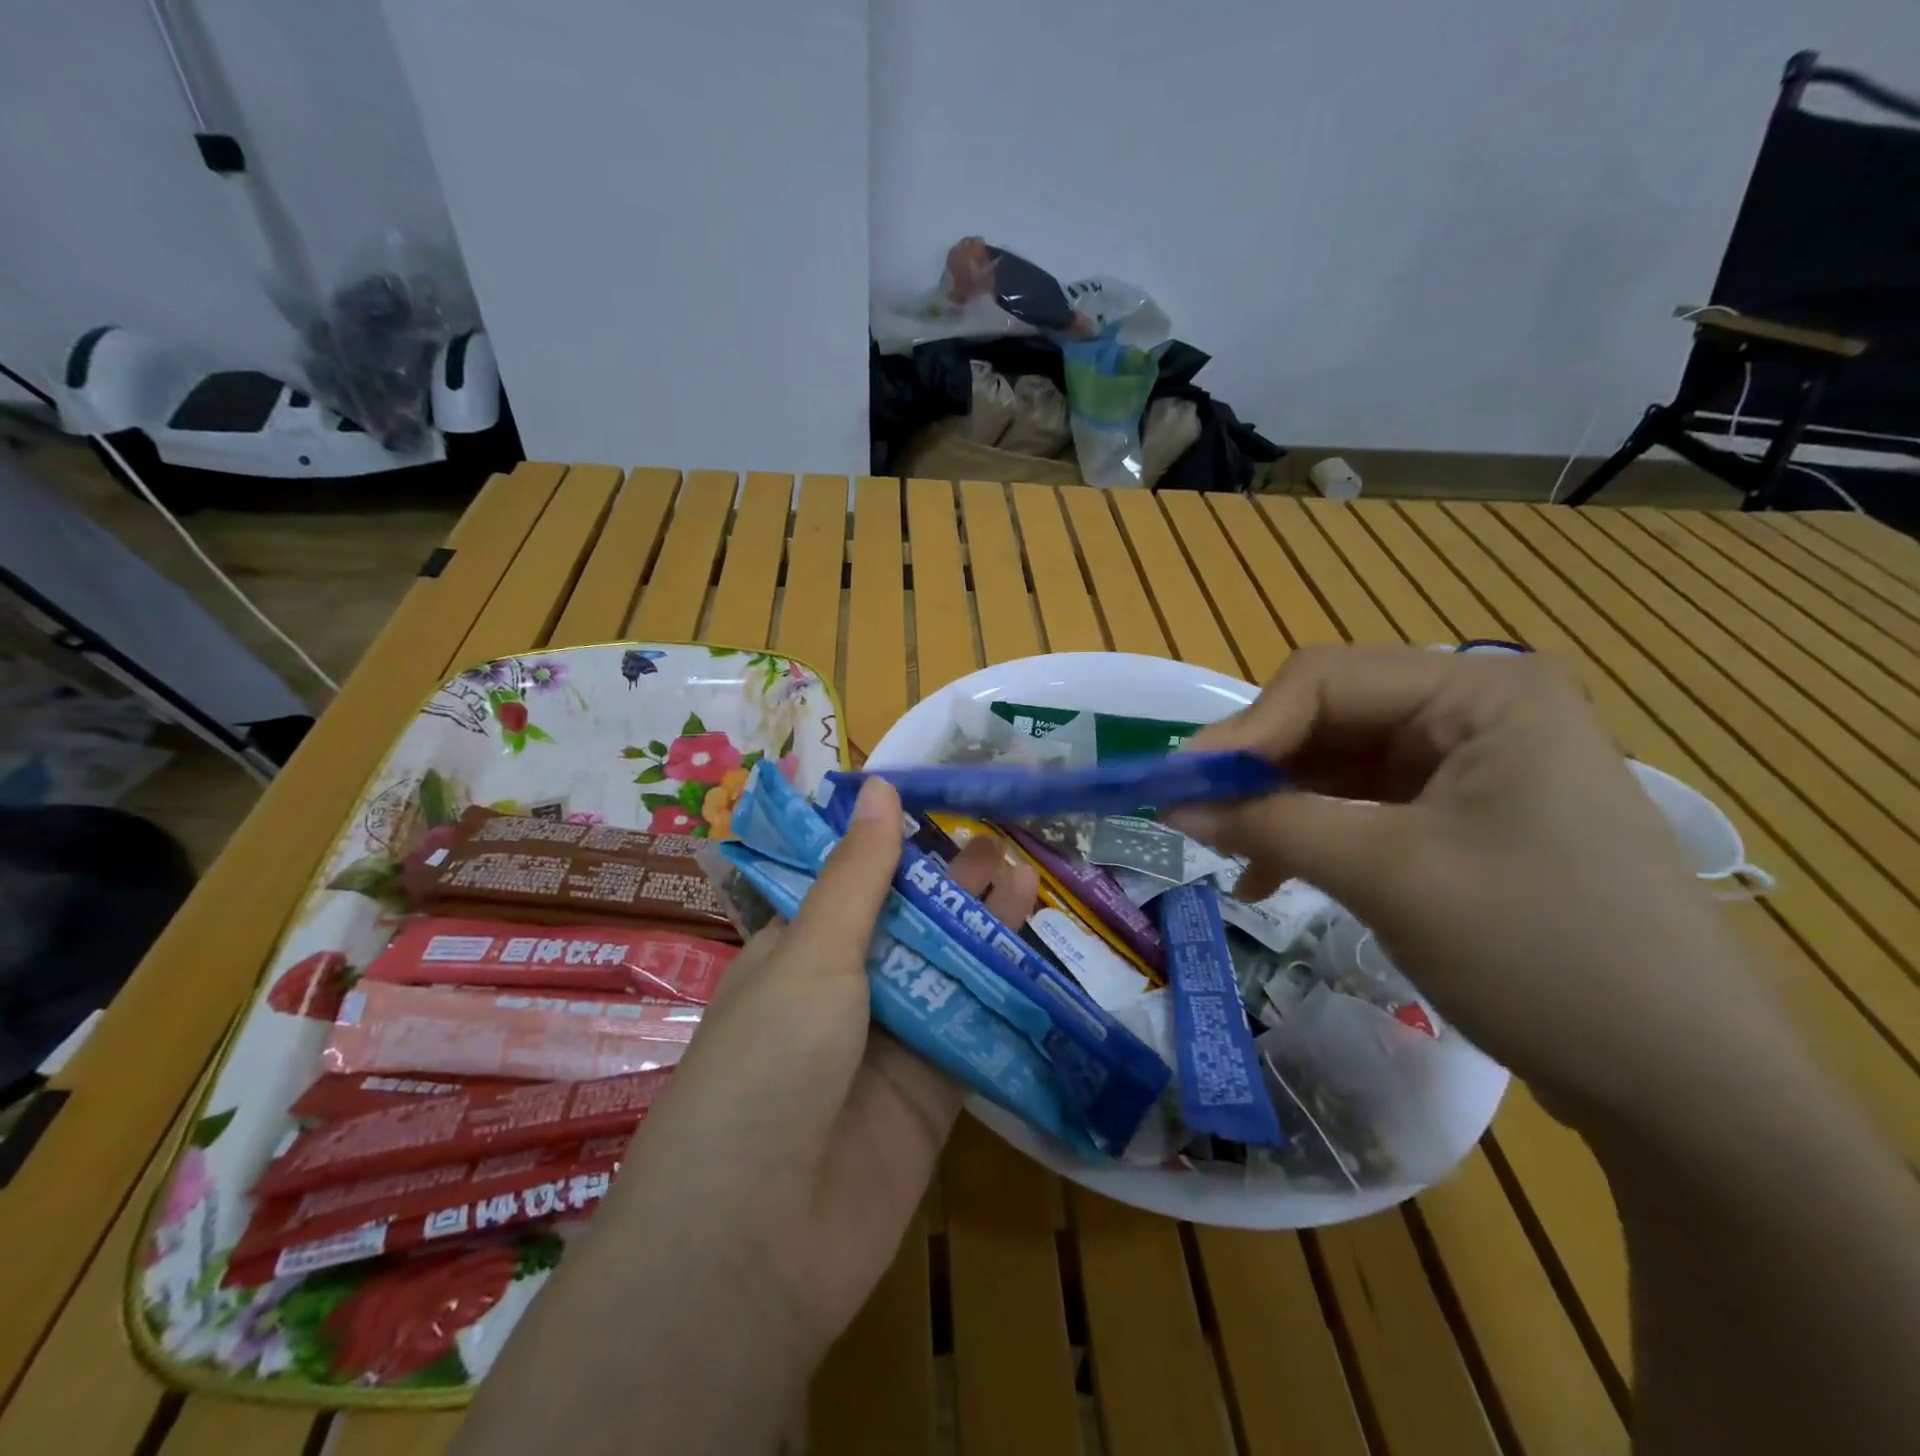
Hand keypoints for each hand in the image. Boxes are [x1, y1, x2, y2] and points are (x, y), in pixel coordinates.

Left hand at [610, 779, 1038, 1369]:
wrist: (759, 1242)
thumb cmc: (768, 1064)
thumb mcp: (812, 954)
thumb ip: (859, 876)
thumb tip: (879, 788)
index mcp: (797, 953)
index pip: (853, 884)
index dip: (897, 848)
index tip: (943, 810)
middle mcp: (841, 993)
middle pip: (907, 925)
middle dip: (951, 887)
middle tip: (1002, 844)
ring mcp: (888, 1045)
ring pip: (945, 973)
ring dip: (983, 931)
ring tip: (1026, 880)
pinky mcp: (931, 1096)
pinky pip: (973, 1032)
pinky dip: (1004, 996)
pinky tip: (1037, 955)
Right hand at [1168, 644, 1786, 1121]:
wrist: (1686, 1086)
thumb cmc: (1543, 954)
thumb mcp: (1389, 875)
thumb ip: (1271, 823)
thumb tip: (1171, 801)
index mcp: (1483, 692)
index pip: (1326, 680)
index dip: (1244, 730)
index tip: (1177, 786)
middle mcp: (1478, 711)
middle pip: (1329, 717)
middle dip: (1257, 769)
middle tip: (1192, 817)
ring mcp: (1474, 766)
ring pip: (1337, 764)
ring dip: (1276, 806)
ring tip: (1226, 853)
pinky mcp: (1465, 817)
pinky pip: (1362, 806)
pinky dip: (1310, 834)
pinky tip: (1270, 875)